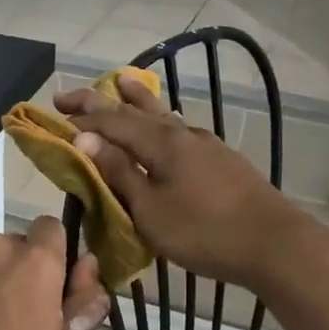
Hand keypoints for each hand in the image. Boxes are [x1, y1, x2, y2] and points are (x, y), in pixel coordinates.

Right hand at [54, 72, 317, 288]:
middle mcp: (183, 134)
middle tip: (72, 94)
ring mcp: (207, 145)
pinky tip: (167, 127)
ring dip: (138, 102)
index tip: (54, 109)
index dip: (82, 115)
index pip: (111, 121)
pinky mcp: (222, 161)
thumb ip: (119, 173)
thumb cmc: (204, 231)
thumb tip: (86, 139)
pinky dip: (161, 122)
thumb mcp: (150, 210)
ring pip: (164, 115)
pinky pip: (180, 131)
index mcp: (162, 142)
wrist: (273, 244)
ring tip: (124, 85)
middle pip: (137, 110)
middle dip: (103, 101)